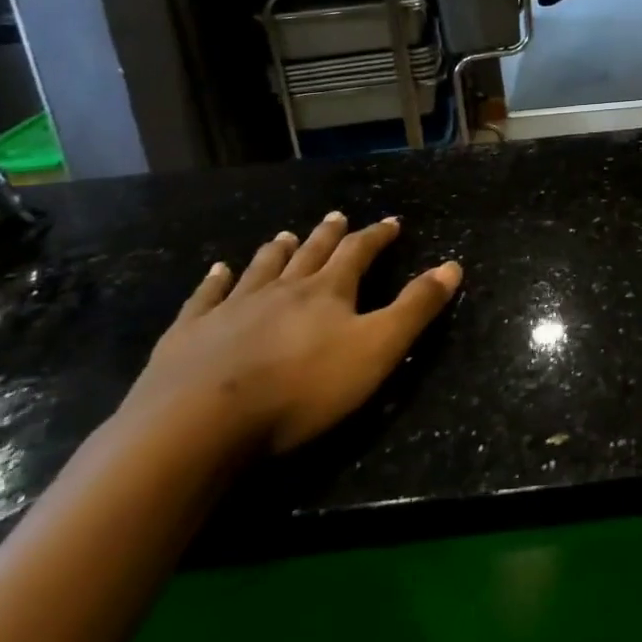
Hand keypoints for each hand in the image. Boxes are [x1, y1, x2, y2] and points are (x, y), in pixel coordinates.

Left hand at [125, 214, 461, 453]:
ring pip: (261, 268)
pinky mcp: (189, 334)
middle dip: (329, 235)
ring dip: (277, 251)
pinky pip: (206, 297)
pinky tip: (217, 270)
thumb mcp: (376, 350)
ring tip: (286, 236)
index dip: (377, 236)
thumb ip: (415, 308)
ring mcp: (232, 308)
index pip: (359, 253)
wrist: (200, 424)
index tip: (391, 222)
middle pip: (310, 254)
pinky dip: (214, 281)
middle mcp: (282, 288)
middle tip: (337, 217)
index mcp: (327, 292)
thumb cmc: (301, 389)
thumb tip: (452, 265)